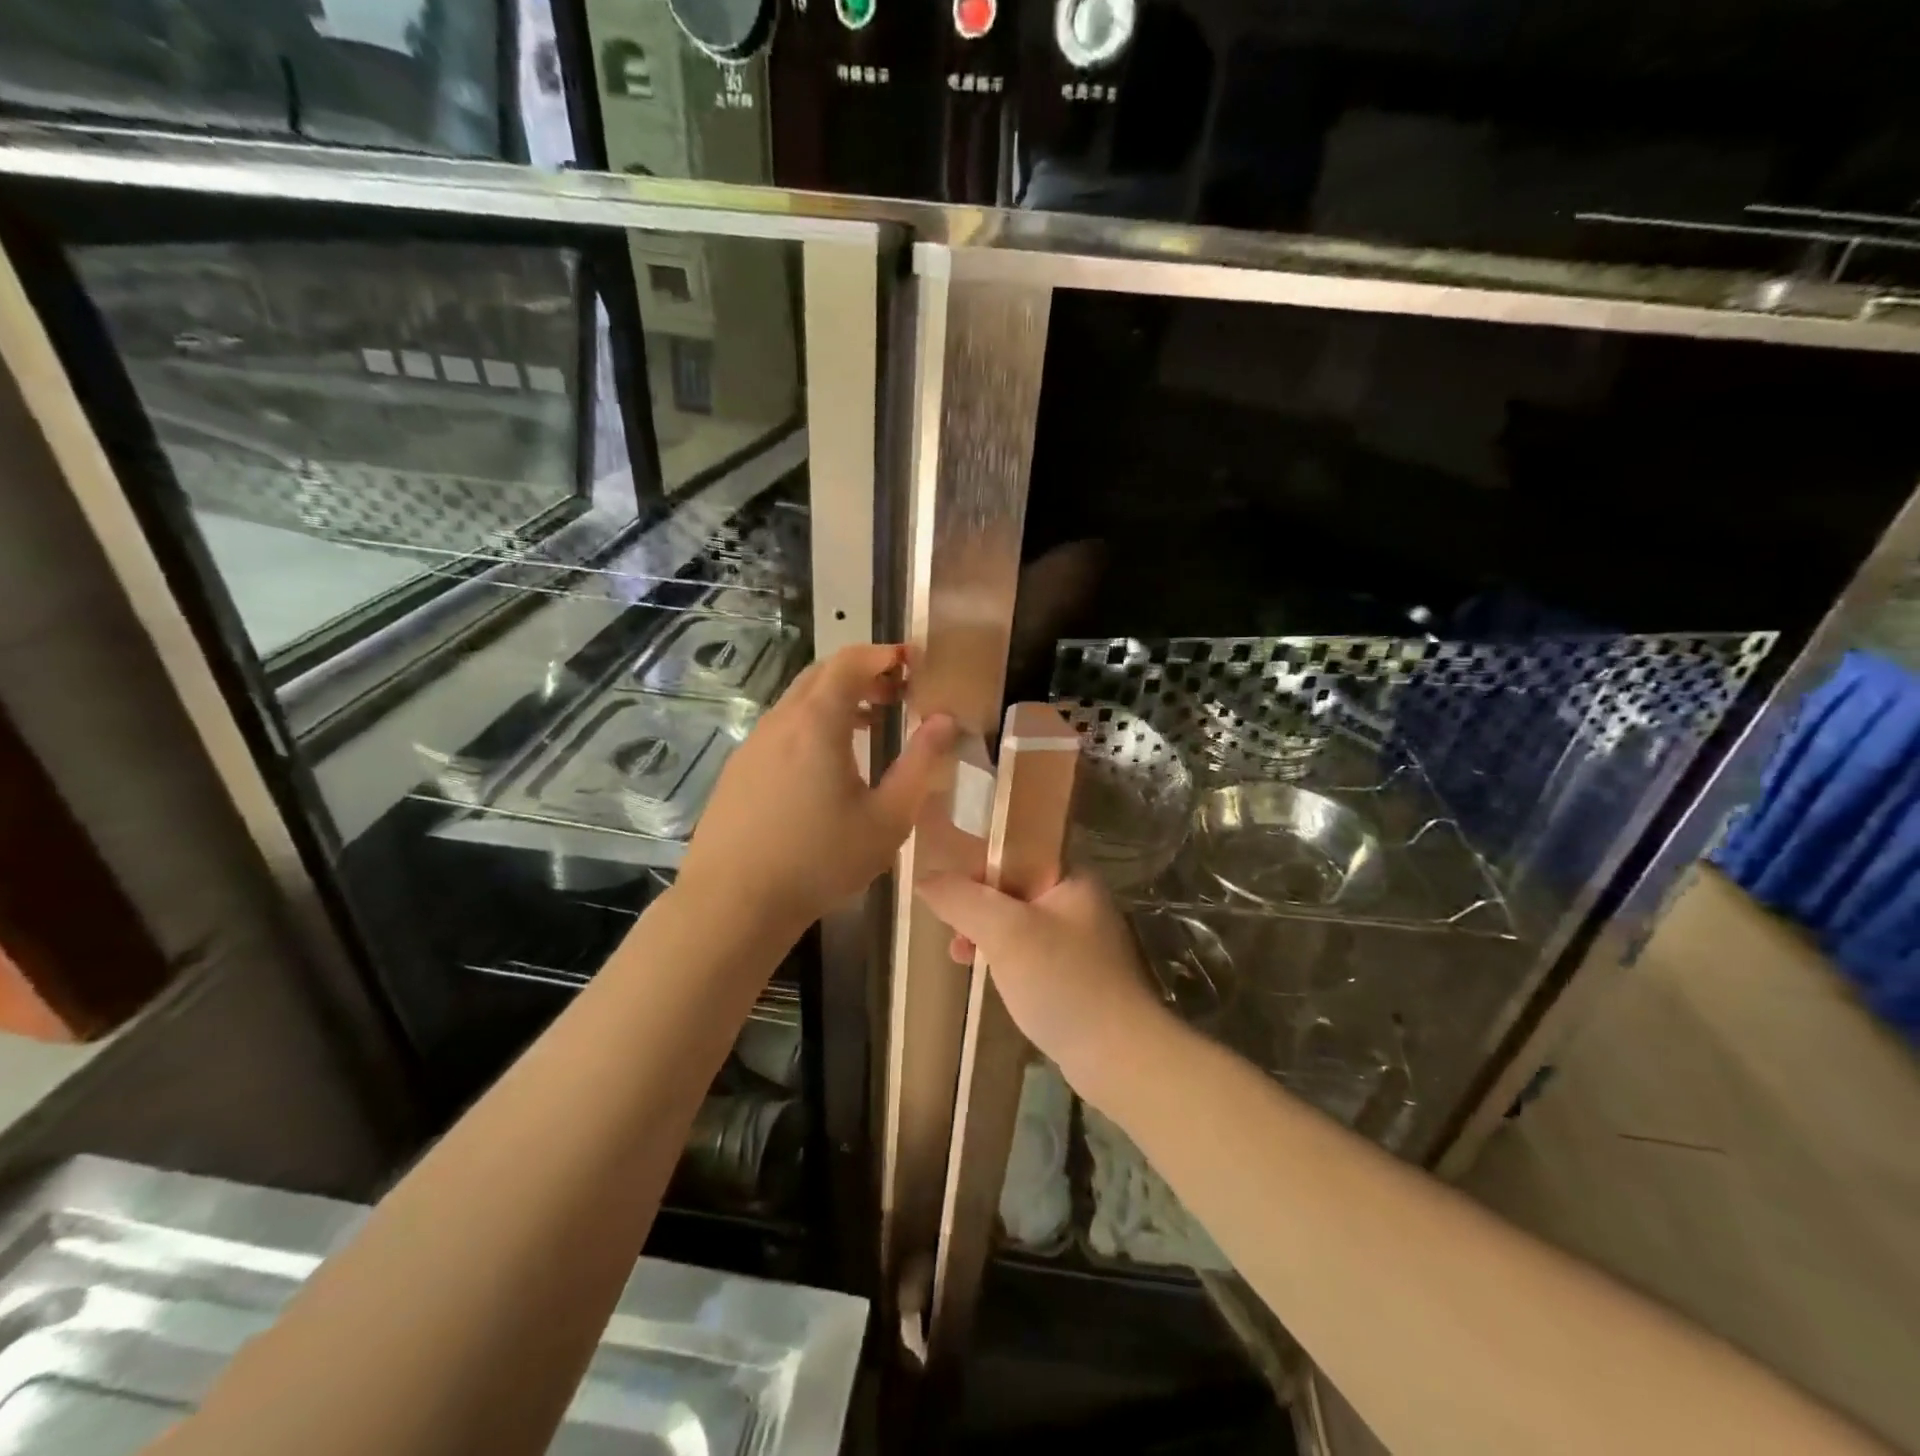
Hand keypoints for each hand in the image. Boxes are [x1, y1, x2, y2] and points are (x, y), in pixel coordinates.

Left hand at [680, 644, 956, 932]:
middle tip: (898, 693)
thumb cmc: (819, 860)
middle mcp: (781, 721)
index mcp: (817, 722)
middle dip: (863, 673)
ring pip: (799, 701)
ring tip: (871, 725)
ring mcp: (754, 744)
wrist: (732, 903)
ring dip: (837, 700)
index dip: (884, 653)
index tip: (914, 661)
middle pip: (822, 674)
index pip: (851, 661)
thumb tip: (944, 720)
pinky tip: (827, 765)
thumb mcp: (887, 818)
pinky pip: (782, 728)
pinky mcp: (739, 770)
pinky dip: (813, 724)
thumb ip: (920, 764)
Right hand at [915, 872, 1171, 1090]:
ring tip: (960, 956)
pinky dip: (1005, 958)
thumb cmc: (1062, 981)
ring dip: (986, 934)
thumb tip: (926, 878)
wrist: (1119, 1056)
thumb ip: (962, 899)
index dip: (978, 863)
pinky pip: (1029, 951)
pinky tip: (987, 976)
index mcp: (1072, 876)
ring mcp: (1080, 939)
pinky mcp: (1076, 974)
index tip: (949, 890)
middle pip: (1014, 886)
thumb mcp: (1004, 931)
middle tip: (953, 931)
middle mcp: (1079, 900)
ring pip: (1018, 922)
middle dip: (977, 905)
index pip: (1017, 850)